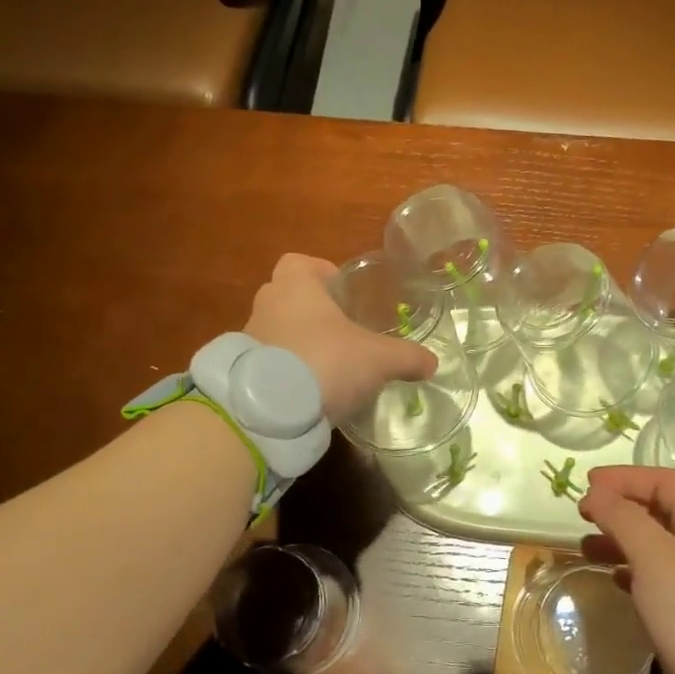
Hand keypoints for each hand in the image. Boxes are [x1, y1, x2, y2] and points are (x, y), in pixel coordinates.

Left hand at [244, 253, 436, 423]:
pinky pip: (267, 363)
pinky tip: (307, 393)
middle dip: (313, 312)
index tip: (342, 293)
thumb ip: (406, 357)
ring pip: (277, 331)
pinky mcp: (242, 371)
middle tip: (341, 332)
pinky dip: (284, 372)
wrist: (269, 410)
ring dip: (298, 343)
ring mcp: (249, 338)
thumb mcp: (378, 359)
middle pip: (289, 296)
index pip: (300, 262)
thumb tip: (432, 362)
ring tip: (327, 367)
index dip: (321, 273)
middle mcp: (268, 303)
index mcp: (296, 285)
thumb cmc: (326, 361)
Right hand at [578, 466, 674, 673]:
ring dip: (622, 539)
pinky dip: (635, 569)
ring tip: (588, 548)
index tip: (587, 483)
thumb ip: (622, 517)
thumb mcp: (652, 556)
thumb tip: (596, 493)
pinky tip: (615, 579)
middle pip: (661, 509)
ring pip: (659, 543)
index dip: (624, 477)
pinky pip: (663, 574)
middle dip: (620, 507)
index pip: (664, 480)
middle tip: (584, 514)